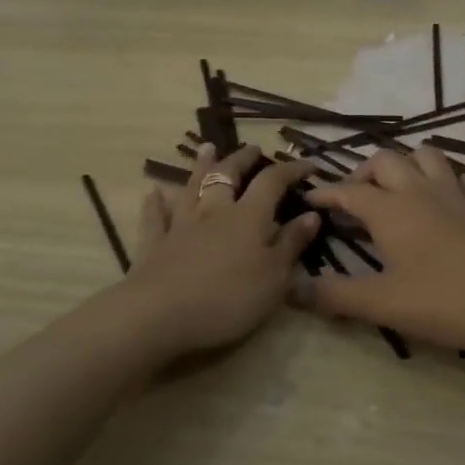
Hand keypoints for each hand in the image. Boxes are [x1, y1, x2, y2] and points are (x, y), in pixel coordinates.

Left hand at [120, 143, 319, 356]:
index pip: (272, 182)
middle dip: (242, 159)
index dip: (291, 169)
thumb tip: (311, 215)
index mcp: (248, 217)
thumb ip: (291, 244)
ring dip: (200, 167)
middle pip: (227, 175)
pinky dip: (155, 203)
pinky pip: (154, 217)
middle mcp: (214, 212)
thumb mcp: (274, 279)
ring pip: (191, 188)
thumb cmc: (229, 299)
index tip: (309, 165)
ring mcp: (180, 226)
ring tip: (207, 148)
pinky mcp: (154, 244)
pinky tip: (153, 193)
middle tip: (252, 148)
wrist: (161, 315)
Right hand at [295, 148, 464, 350]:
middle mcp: (419, 191)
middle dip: (363, 173)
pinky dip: (445, 180)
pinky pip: (461, 177)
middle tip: (354, 198)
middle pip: (385, 161)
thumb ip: (335, 296)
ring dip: (405, 165)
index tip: (308, 198)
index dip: (325, 192)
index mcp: (390, 211)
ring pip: (426, 156)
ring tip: (396, 190)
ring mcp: (456, 193)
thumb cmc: (448, 300)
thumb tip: (289, 288)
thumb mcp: (384, 304)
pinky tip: (444, 199)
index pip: (348, 190)